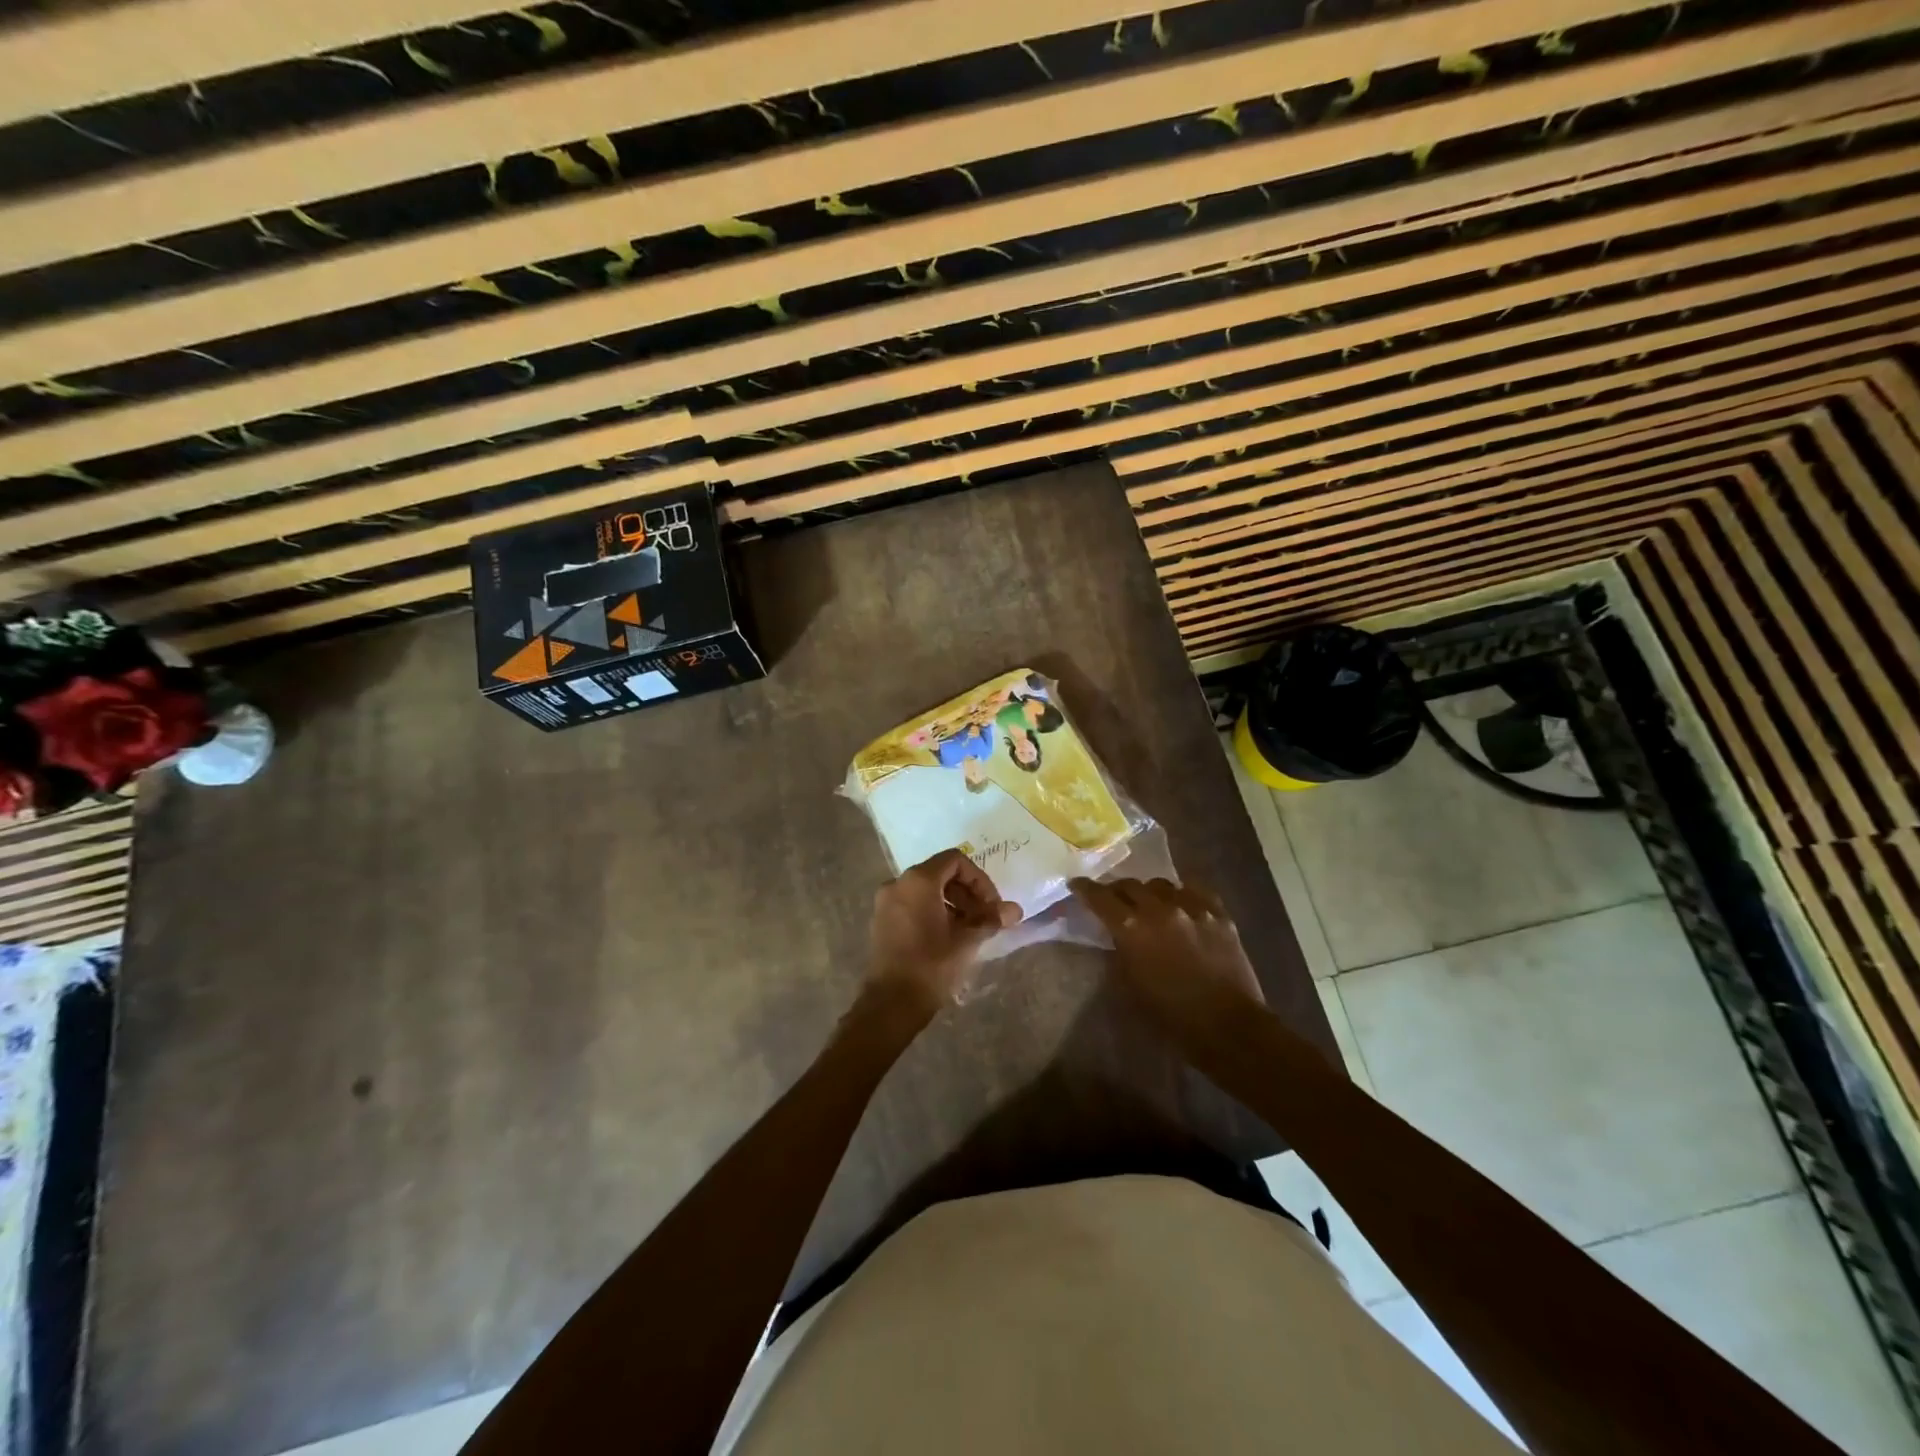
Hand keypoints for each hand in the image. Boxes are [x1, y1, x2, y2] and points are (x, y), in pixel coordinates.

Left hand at [867, 850, 1020, 1014]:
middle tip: (985, 918)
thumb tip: (1015, 910)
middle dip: (967, 892)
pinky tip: (948, 937)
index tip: (992, 905)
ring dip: (953, 903)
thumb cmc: (932, 965)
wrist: (891, 1003)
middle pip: (940, 873)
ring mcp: (886, 902)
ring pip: (926, 890)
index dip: (979, 879)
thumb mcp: (967, 941)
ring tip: (970, 930)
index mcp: (918, 880)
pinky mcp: (881, 921)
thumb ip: (991, 919)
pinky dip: (933, 911)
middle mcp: (898, 883)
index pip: (955, 860)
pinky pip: (912, 904)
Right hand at [1069, 877, 1263, 1031]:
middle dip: (1117, 890)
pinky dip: (1182, 894)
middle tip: (1113, 899)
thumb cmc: (1170, 1015)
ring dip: (1149, 892)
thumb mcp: (1129, 985)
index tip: (1076, 885)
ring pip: (1161, 884)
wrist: (1227, 1025)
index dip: (1085, 889)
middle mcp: (1159, 908)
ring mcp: (1192, 907)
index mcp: (1131, 928)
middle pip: (1130, 885)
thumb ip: (1118, 952)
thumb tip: (1113, 936)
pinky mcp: (1218, 914)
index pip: (1100, 897)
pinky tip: (1182, 903)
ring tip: (1150, 903)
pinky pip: (1195, 890)